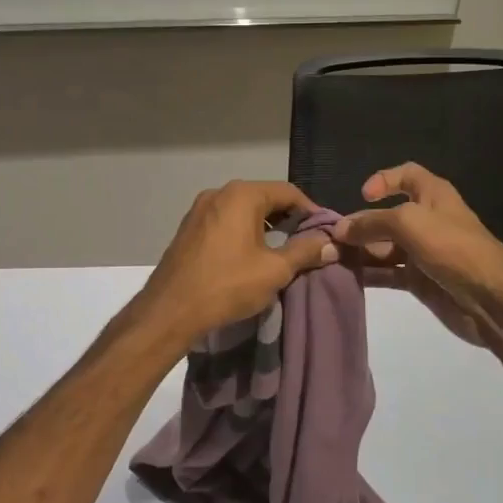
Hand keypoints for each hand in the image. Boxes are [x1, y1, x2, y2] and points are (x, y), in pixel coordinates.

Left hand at [132, 181, 338, 348]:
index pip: (288, 192)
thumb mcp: (275, 270)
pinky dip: (243, 233)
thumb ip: (305, 251)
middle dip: (288, 219)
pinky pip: (225, 222)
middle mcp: (219, 193)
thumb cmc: (227, 285)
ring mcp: (199, 210)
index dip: (311, 211)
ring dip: (265, 227)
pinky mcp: (188, 229)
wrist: (170, 311)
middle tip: (307, 243)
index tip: (325, 233)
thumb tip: (331, 243)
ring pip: (243, 211)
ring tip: (282, 252)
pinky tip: (251, 257)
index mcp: (242, 195)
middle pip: (264, 198)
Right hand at [331, 164, 502, 346]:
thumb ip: (372, 223)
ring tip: (332, 259)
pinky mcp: (419, 280)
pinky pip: (388, 272)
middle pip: (387, 215)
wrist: (491, 298)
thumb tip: (339, 228)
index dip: (384, 179)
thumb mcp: (409, 224)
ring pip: (384, 246)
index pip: (407, 175)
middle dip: (360, 224)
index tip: (362, 196)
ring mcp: (422, 252)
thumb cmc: (453, 247)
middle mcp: (427, 220)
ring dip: (360, 251)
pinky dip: (369, 273)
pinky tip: (347, 276)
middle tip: (331, 239)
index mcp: (433, 195)